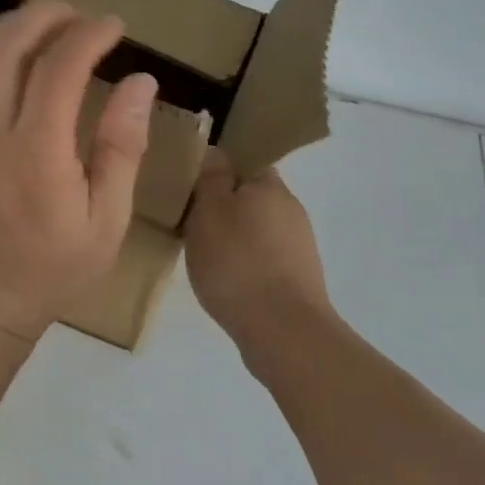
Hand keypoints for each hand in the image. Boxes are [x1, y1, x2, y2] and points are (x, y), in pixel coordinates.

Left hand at [0, 0, 157, 339]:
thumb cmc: (56, 265)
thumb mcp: (108, 218)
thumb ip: (122, 147)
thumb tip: (140, 82)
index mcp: (37, 154)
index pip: (60, 69)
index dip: (89, 35)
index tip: (114, 27)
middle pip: (6, 45)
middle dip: (44, 15)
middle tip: (76, 13)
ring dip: (4, 24)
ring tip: (37, 23)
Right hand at [184, 153, 333, 342]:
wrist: (283, 332)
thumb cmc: (238, 264)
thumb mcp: (210, 212)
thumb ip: (211, 178)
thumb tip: (216, 152)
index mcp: (271, 185)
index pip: (244, 161)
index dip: (216, 170)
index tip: (189, 187)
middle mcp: (290, 209)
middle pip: (250, 196)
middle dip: (221, 206)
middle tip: (187, 223)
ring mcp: (298, 246)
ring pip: (255, 229)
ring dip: (231, 237)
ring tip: (201, 256)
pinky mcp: (297, 278)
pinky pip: (262, 258)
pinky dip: (243, 263)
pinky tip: (224, 281)